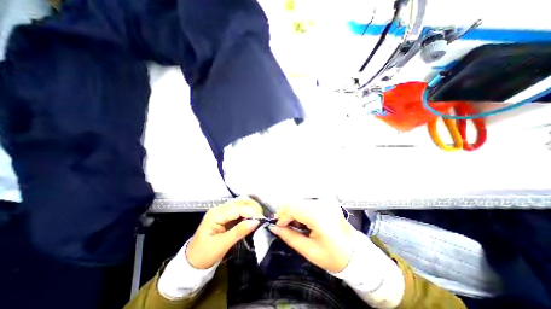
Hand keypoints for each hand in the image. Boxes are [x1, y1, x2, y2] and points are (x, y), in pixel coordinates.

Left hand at [185, 196, 261, 269]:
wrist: (193, 263)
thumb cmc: (204, 255)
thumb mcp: (222, 245)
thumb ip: (239, 231)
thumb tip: (256, 222)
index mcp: (216, 214)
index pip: (237, 208)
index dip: (251, 211)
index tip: (262, 219)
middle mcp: (220, 209)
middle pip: (240, 201)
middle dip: (253, 207)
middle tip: (262, 218)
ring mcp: (223, 211)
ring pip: (241, 203)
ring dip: (252, 209)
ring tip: (259, 217)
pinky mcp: (227, 216)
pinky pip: (240, 210)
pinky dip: (248, 213)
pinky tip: (253, 218)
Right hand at [269, 200, 351, 271]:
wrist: (355, 254)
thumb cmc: (333, 256)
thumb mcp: (309, 251)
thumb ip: (289, 237)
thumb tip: (274, 227)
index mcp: (320, 216)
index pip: (293, 207)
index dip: (283, 215)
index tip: (280, 226)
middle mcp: (323, 204)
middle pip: (295, 202)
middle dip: (287, 213)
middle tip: (287, 226)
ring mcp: (326, 201)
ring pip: (300, 201)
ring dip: (294, 211)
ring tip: (298, 225)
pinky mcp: (327, 201)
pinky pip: (308, 202)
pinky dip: (302, 210)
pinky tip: (305, 220)